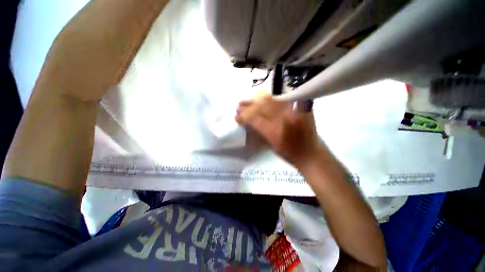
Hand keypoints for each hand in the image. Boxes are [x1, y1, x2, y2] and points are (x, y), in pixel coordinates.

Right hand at [235, 96, 320, 165]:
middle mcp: (284, 118)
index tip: (236, 117)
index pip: (255, 119)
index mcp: (276, 132)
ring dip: (257, 101)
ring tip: (247, 101)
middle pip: (261, 107)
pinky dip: (270, 100)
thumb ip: (259, 132)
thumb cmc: (289, 154)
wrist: (310, 153)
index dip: (244, 117)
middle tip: (239, 106)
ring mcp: (293, 111)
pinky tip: (262, 99)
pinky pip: (281, 100)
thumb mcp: (271, 146)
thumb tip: (249, 121)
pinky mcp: (299, 108)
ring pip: (270, 101)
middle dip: (248, 107)